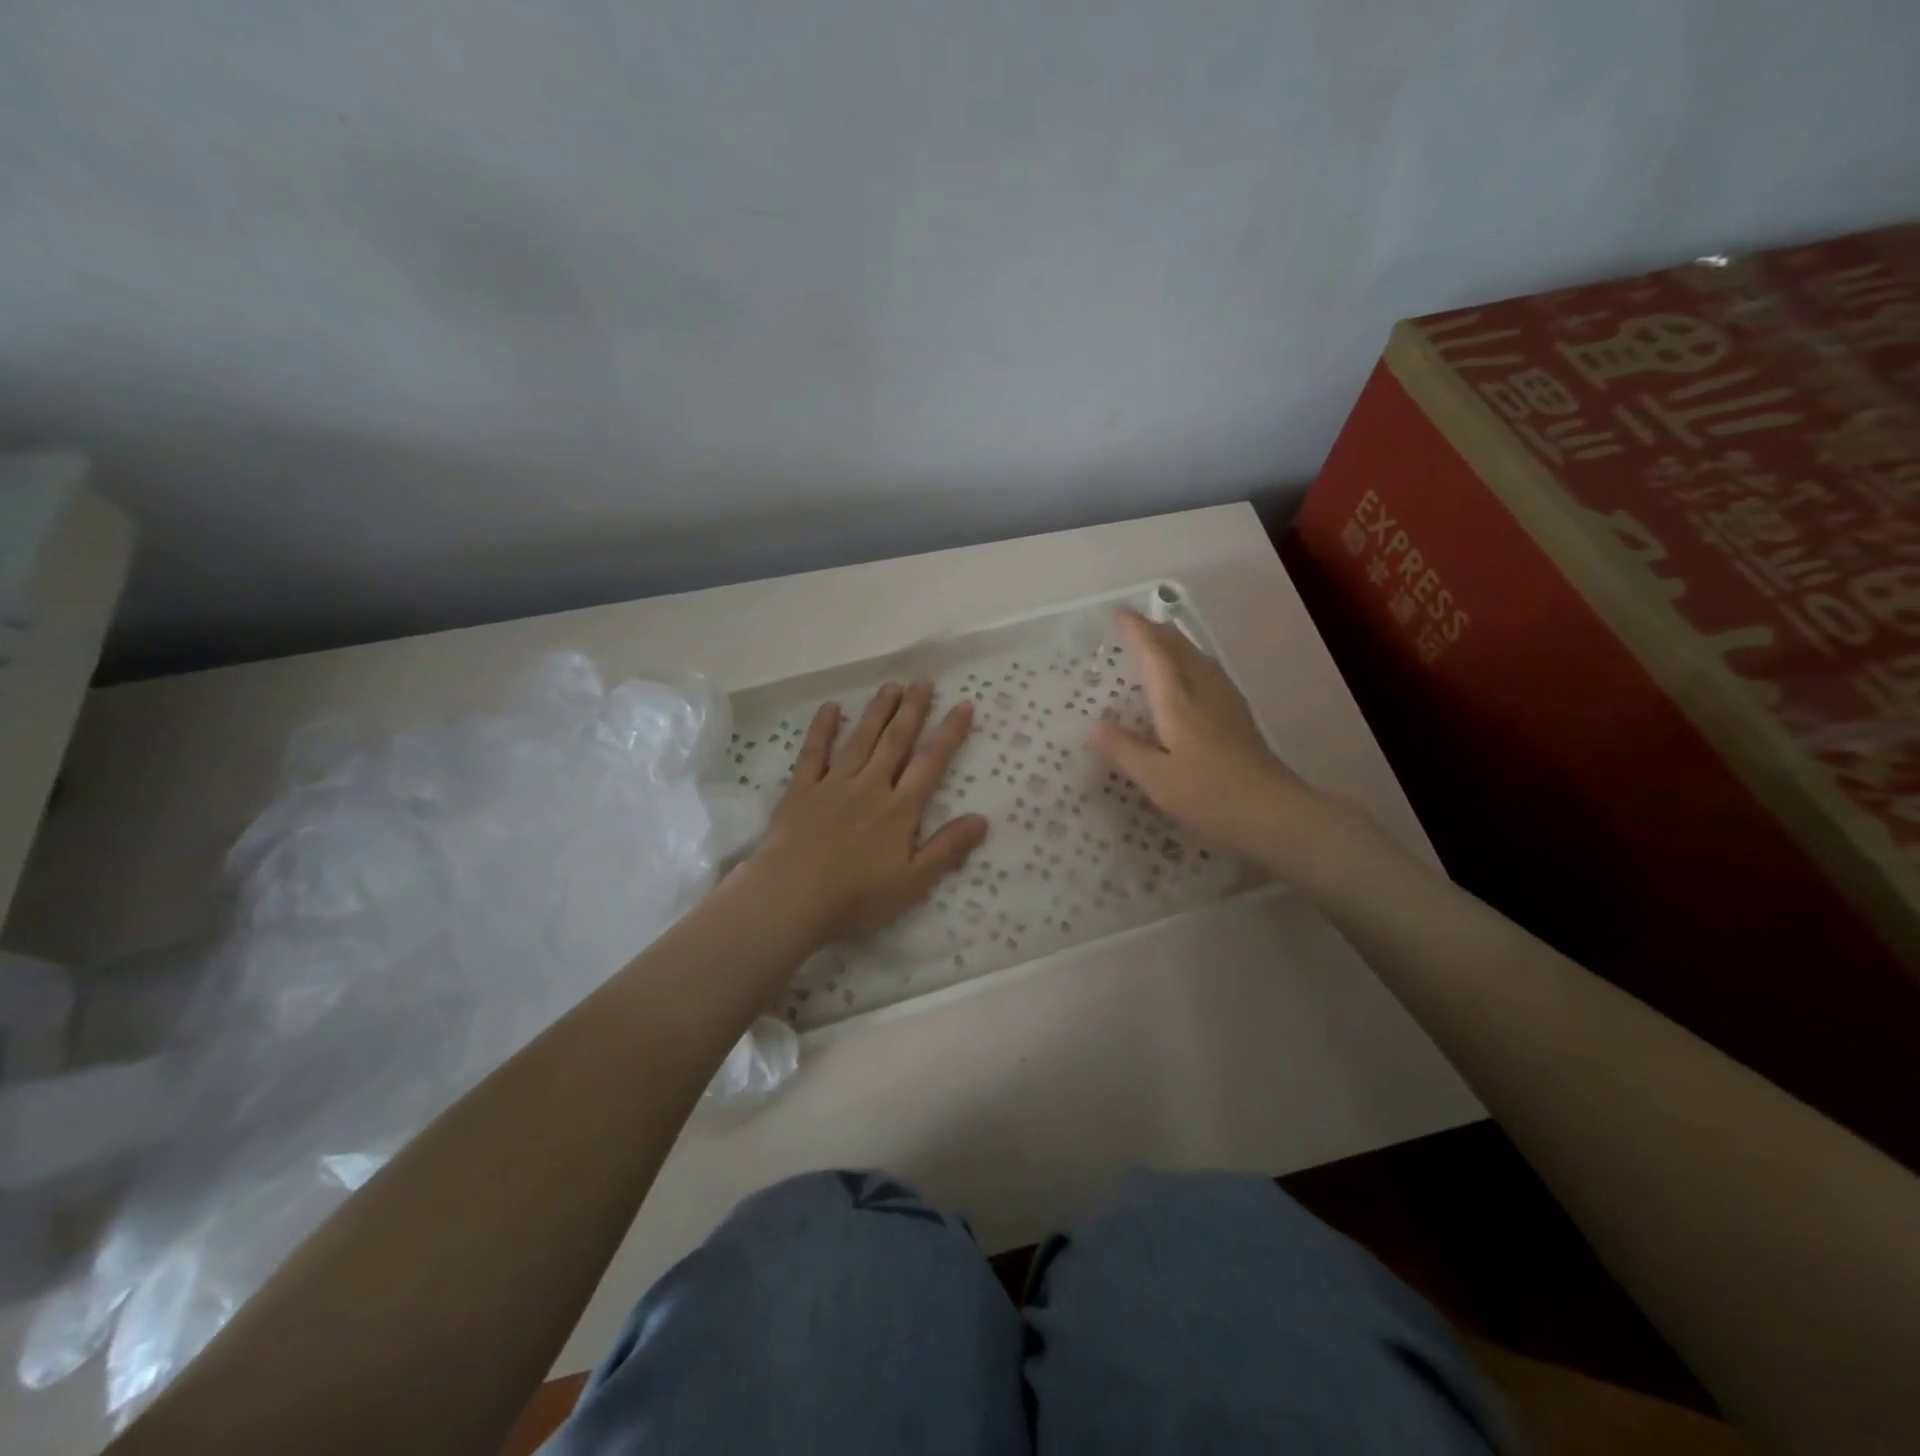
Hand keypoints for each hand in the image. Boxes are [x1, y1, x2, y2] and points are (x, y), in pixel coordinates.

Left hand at [745, 680, 988, 945]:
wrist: (792, 897)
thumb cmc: (857, 897)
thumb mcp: (913, 882)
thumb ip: (947, 848)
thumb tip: (982, 819)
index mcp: (899, 809)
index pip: (930, 764)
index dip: (949, 734)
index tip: (963, 705)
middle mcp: (870, 787)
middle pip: (895, 742)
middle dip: (912, 710)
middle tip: (923, 681)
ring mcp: (833, 785)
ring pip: (860, 740)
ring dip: (877, 711)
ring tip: (891, 686)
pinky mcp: (801, 790)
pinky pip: (813, 753)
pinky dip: (822, 729)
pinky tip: (831, 708)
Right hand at [1090, 608, 1326, 866]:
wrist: (1274, 813)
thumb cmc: (1209, 795)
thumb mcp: (1155, 779)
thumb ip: (1124, 749)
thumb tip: (1094, 724)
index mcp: (1178, 701)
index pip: (1155, 654)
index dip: (1137, 631)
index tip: (1120, 613)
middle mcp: (1204, 691)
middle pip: (1181, 648)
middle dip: (1158, 631)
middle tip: (1135, 624)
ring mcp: (1227, 702)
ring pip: (1200, 658)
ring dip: (1177, 644)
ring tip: (1160, 642)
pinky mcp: (1240, 717)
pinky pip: (1210, 673)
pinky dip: (1192, 662)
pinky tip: (1193, 677)